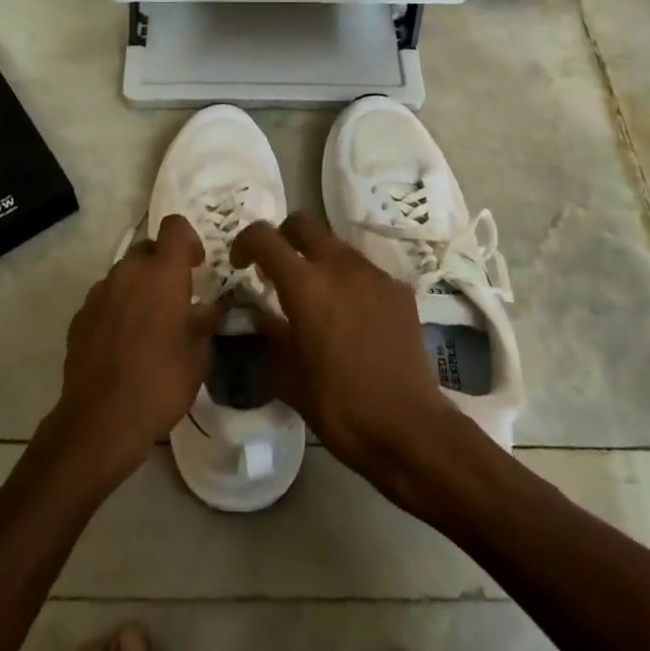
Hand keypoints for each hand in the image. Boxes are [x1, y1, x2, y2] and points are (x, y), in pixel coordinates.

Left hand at [44, 215, 225, 491]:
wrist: (100, 421)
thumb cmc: (160, 384)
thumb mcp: (198, 357)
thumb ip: (204, 324)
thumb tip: (207, 311)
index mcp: (163, 274)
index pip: (174, 226)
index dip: (188, 238)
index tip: (196, 264)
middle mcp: (128, 273)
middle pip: (147, 248)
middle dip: (162, 265)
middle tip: (175, 298)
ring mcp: (99, 293)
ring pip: (124, 274)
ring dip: (138, 288)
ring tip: (148, 325)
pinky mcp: (80, 316)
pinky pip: (105, 299)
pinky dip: (117, 309)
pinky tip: (123, 343)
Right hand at [232, 212, 461, 489]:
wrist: (408, 427)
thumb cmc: (338, 405)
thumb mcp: (287, 376)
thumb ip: (269, 335)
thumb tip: (260, 315)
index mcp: (305, 284)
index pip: (265, 237)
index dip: (245, 242)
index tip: (241, 264)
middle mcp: (340, 266)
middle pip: (304, 223)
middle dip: (284, 237)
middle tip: (277, 268)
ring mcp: (374, 274)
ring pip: (336, 244)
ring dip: (318, 258)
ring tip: (316, 296)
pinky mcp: (399, 289)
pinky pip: (364, 271)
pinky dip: (348, 281)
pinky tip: (351, 317)